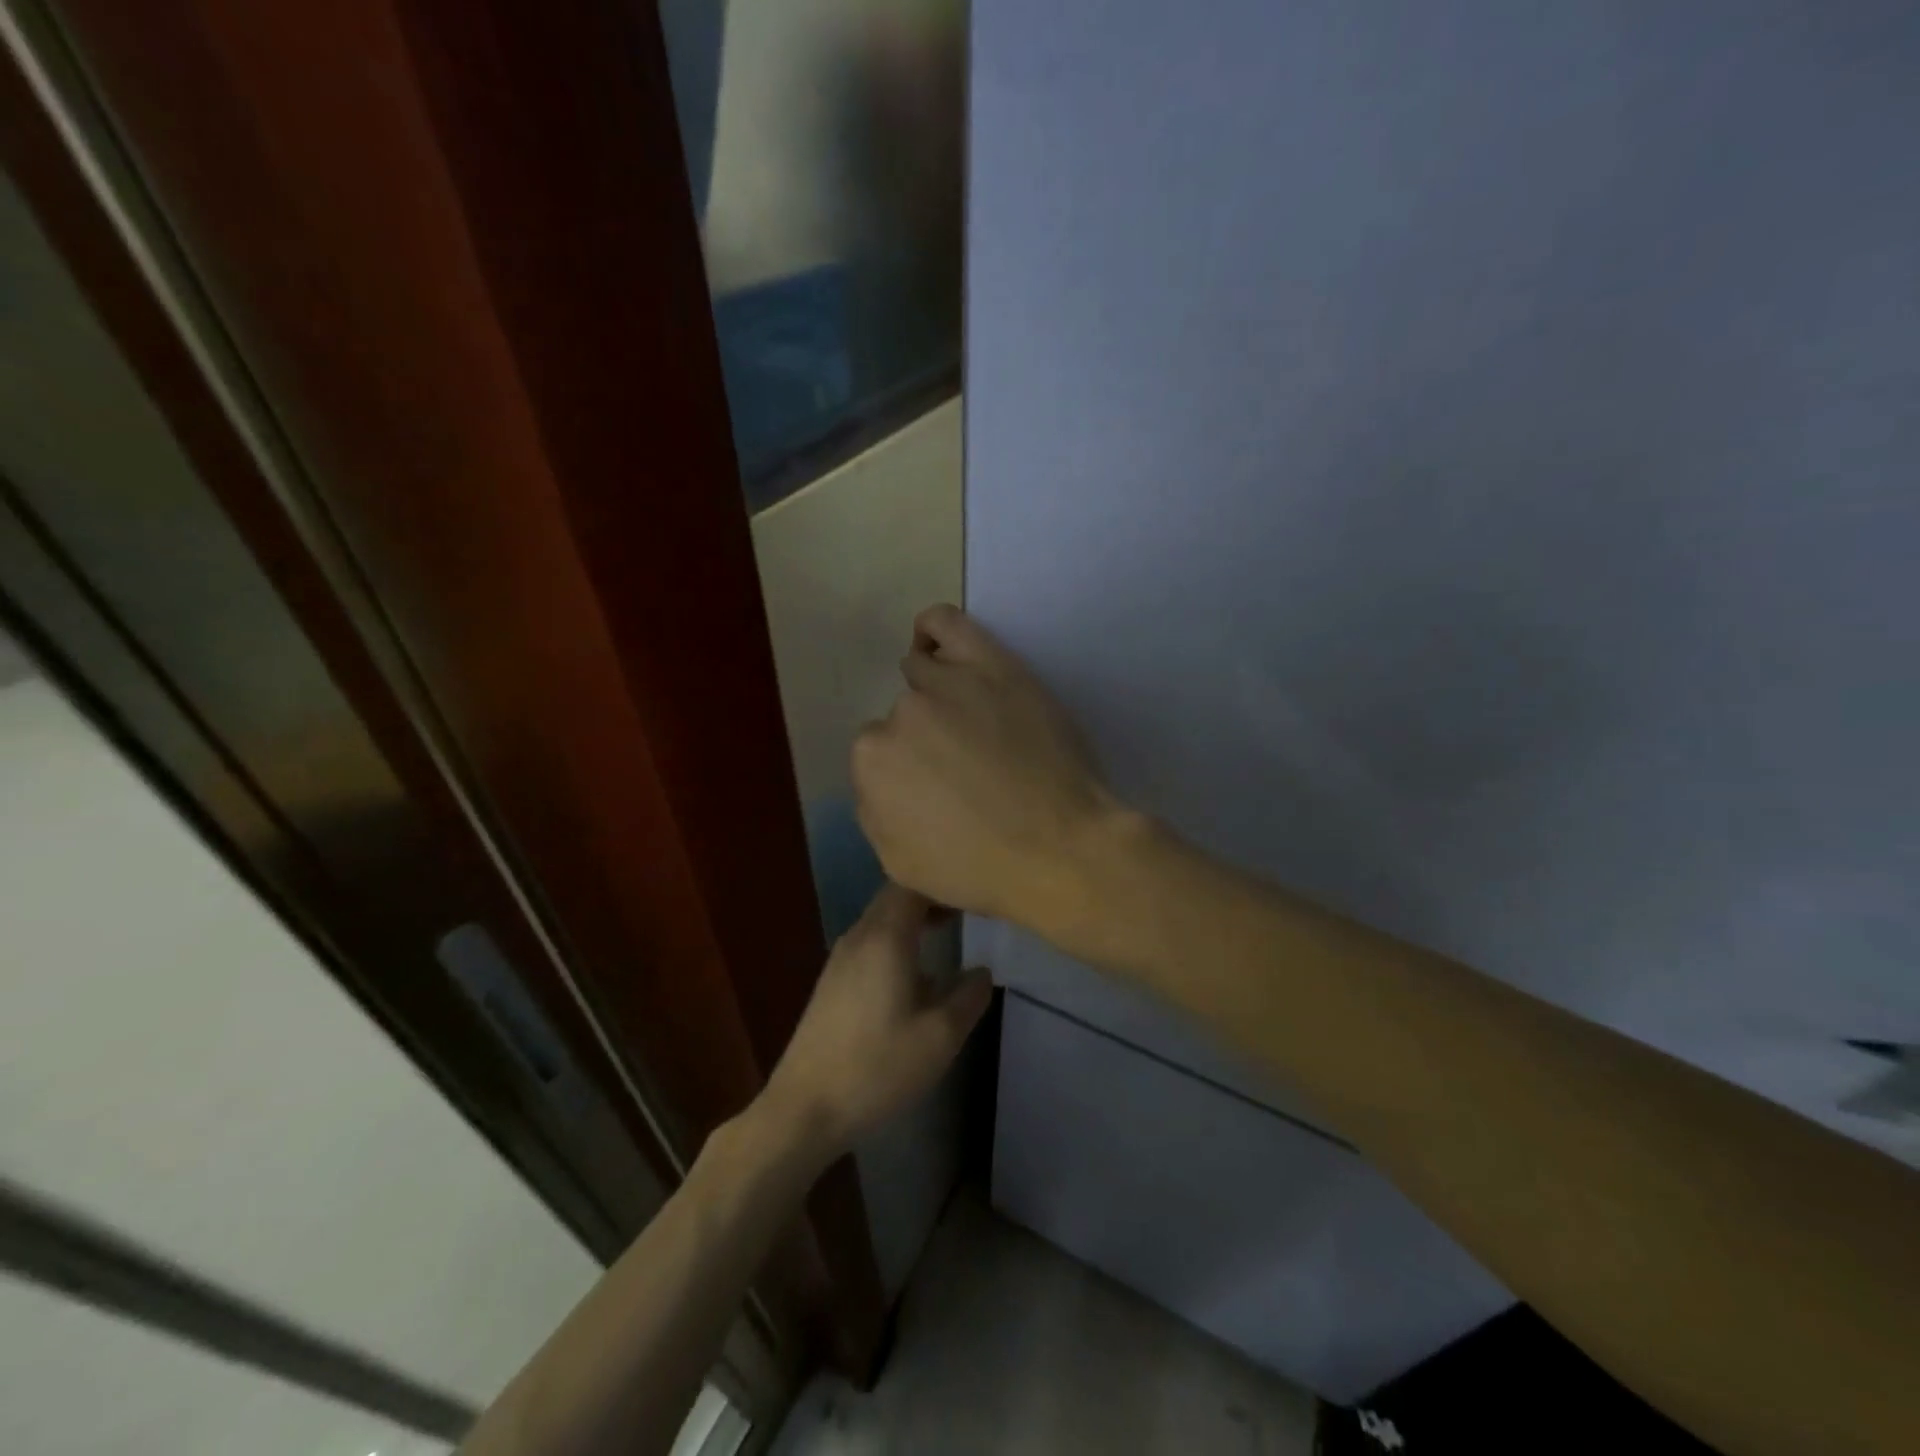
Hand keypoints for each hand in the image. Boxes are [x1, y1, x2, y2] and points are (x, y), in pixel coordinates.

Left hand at [764, 882, 991, 1158]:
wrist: (805, 1108)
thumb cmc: (878, 1067)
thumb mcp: (940, 1036)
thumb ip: (969, 996)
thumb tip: (983, 971)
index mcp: (885, 937)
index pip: (912, 884)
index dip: (943, 882)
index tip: (973, 893)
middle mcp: (859, 936)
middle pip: (894, 897)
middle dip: (930, 897)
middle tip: (967, 910)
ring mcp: (840, 958)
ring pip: (880, 920)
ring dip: (912, 920)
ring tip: (947, 934)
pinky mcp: (831, 982)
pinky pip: (869, 942)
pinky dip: (896, 940)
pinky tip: (914, 973)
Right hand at [852, 605, 1128, 934]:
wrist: (1060, 851)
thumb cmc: (980, 869)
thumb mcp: (901, 863)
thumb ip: (874, 811)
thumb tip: (881, 779)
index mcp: (872, 763)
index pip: (878, 755)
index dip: (909, 774)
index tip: (939, 790)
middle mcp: (901, 715)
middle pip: (903, 716)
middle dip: (926, 741)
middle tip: (966, 768)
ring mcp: (947, 684)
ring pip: (922, 674)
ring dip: (936, 696)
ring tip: (971, 723)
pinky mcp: (992, 665)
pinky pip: (944, 623)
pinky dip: (932, 630)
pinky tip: (935, 644)